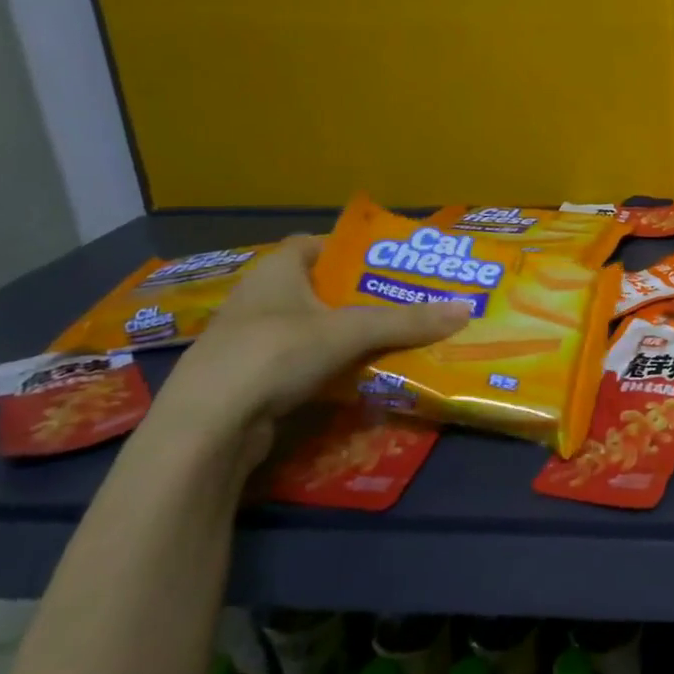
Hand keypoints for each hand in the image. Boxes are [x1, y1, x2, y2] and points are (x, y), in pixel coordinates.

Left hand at [139, 236, 468, 477]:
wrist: (207, 430)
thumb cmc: (274, 354)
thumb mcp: (348, 332)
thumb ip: (406, 320)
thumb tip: (466, 309)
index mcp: (277, 270)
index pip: (319, 243)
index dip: (355, 249)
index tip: (393, 261)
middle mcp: (262, 298)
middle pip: (323, 288)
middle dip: (364, 295)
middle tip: (411, 301)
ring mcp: (254, 341)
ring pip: (316, 327)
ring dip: (352, 333)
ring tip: (399, 337)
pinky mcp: (254, 379)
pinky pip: (306, 361)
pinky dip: (334, 364)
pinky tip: (365, 374)